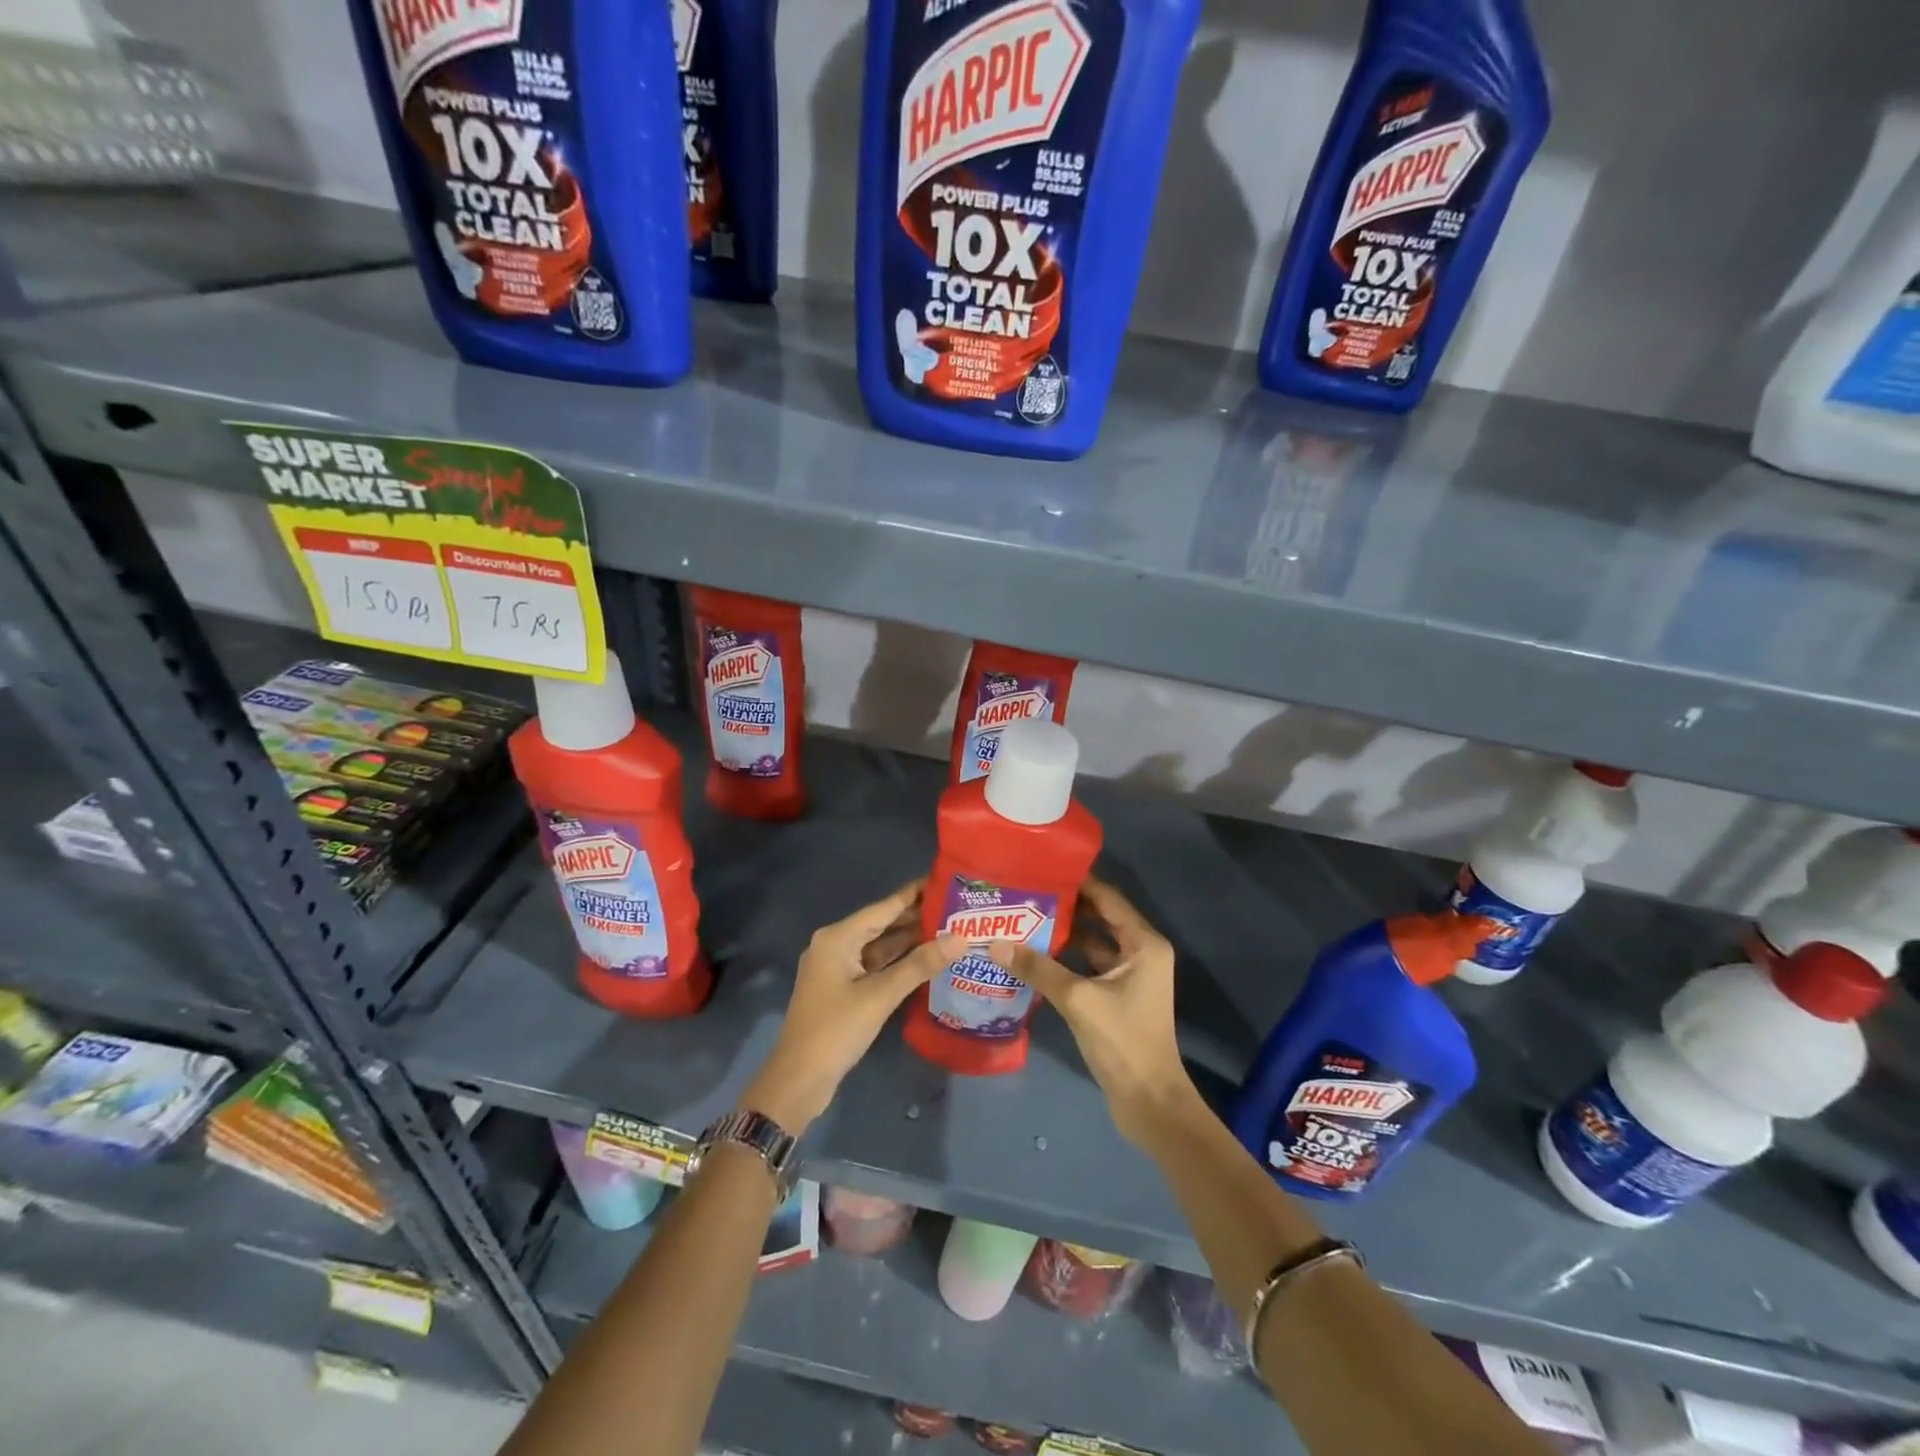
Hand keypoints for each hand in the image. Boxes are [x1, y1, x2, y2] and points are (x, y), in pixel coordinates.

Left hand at [743, 881, 964, 1134]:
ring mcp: (838, 968)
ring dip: (910, 941)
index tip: (945, 880)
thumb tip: (960, 938)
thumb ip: (920, 965)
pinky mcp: (843, 989)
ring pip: (880, 947)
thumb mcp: (880, 996)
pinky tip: (927, 960)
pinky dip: (899, 963)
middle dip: (917, 918)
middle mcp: (836, 945)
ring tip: (950, 930)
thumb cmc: (835, 1030)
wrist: (798, 1081)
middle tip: (957, 909)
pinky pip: (875, 966)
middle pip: (882, 924)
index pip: (883, 907)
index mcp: (838, 937)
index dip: (914, 894)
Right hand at [990, 878, 1194, 1145]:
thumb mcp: (1078, 1000)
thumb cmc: (1123, 1041)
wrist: (1149, 1102)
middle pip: (1100, 918)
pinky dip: (1066, 960)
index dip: (1077, 883)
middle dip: (1065, 907)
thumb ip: (1038, 968)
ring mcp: (1130, 976)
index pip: (1108, 898)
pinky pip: (1089, 966)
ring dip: (1064, 934)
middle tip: (1025, 893)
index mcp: (1144, 943)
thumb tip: (995, 943)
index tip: (1042, 869)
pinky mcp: (1118, 997)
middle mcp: (1141, 952)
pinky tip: (1034, 956)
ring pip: (1093, 944)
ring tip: (1023, 919)